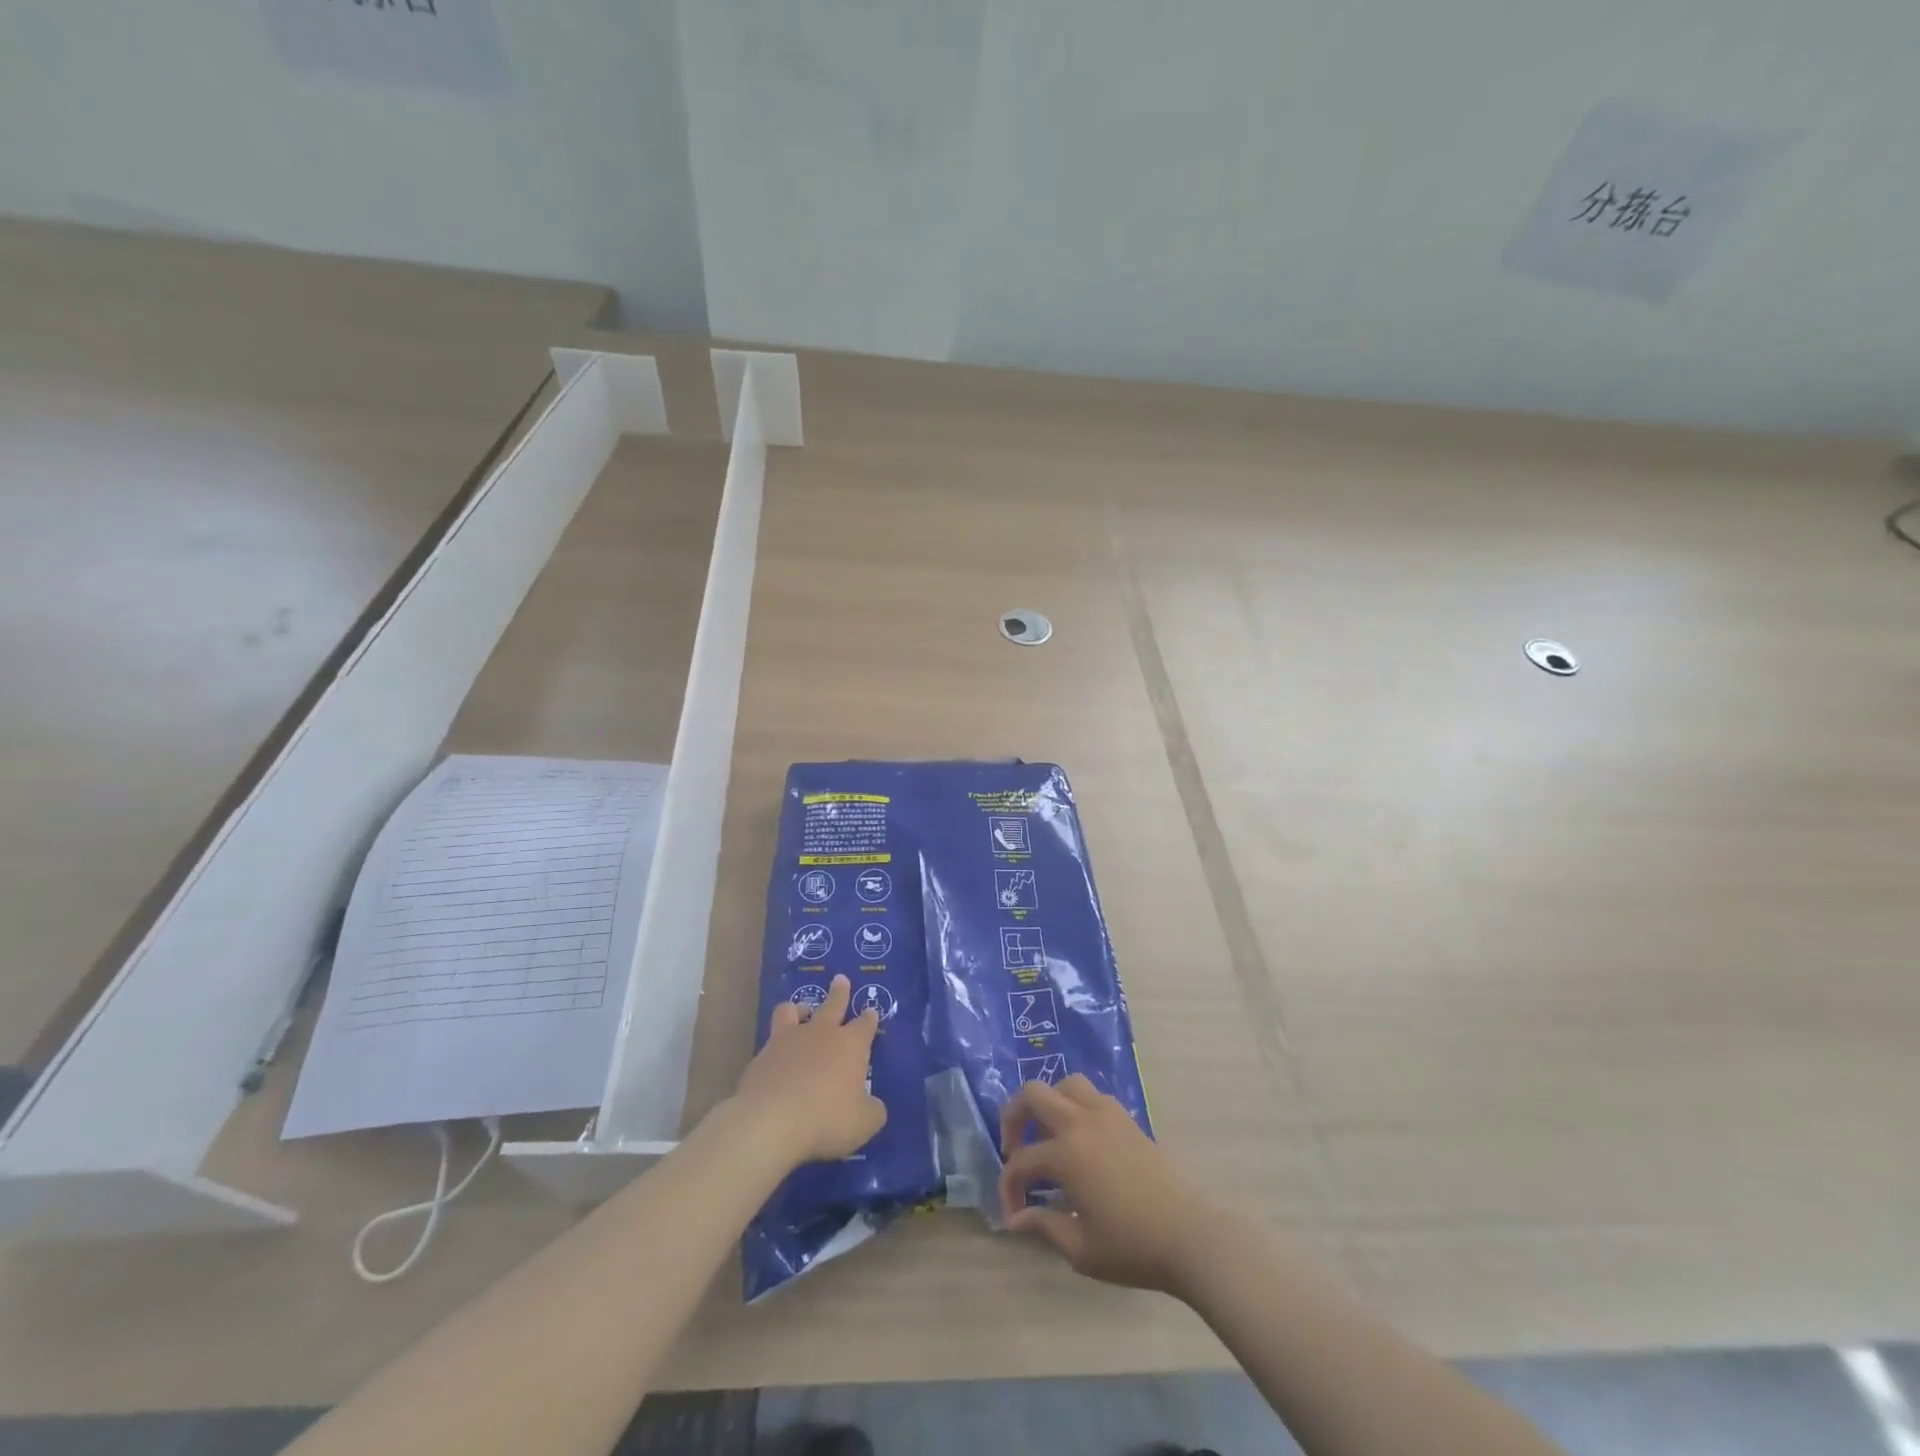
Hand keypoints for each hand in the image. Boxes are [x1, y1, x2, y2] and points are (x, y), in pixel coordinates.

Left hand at [732, 975, 886, 1165]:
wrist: (771, 1121)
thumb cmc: (827, 1118)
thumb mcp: (863, 1123)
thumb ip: (872, 1111)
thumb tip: (873, 1107)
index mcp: (850, 1045)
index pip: (865, 1025)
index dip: (870, 1018)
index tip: (871, 1011)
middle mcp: (821, 1033)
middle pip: (833, 1004)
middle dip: (839, 992)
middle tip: (840, 980)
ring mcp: (788, 1041)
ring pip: (793, 1010)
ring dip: (799, 1008)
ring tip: (801, 1010)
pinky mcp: (762, 1056)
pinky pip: (771, 1042)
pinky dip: (777, 1047)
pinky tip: (776, 1059)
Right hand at [998, 1075, 1213, 1294]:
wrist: (1191, 1237)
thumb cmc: (1133, 1247)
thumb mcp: (1081, 1248)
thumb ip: (1044, 1226)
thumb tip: (1017, 1218)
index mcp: (1067, 1153)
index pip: (1021, 1162)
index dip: (1009, 1188)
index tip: (1013, 1215)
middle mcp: (1082, 1122)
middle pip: (1034, 1093)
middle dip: (1014, 1117)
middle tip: (1014, 1148)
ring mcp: (1108, 1115)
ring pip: (1066, 1084)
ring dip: (1048, 1104)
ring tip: (1046, 1134)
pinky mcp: (1128, 1119)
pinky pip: (1093, 1096)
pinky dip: (1077, 1107)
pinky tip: (1080, 1138)